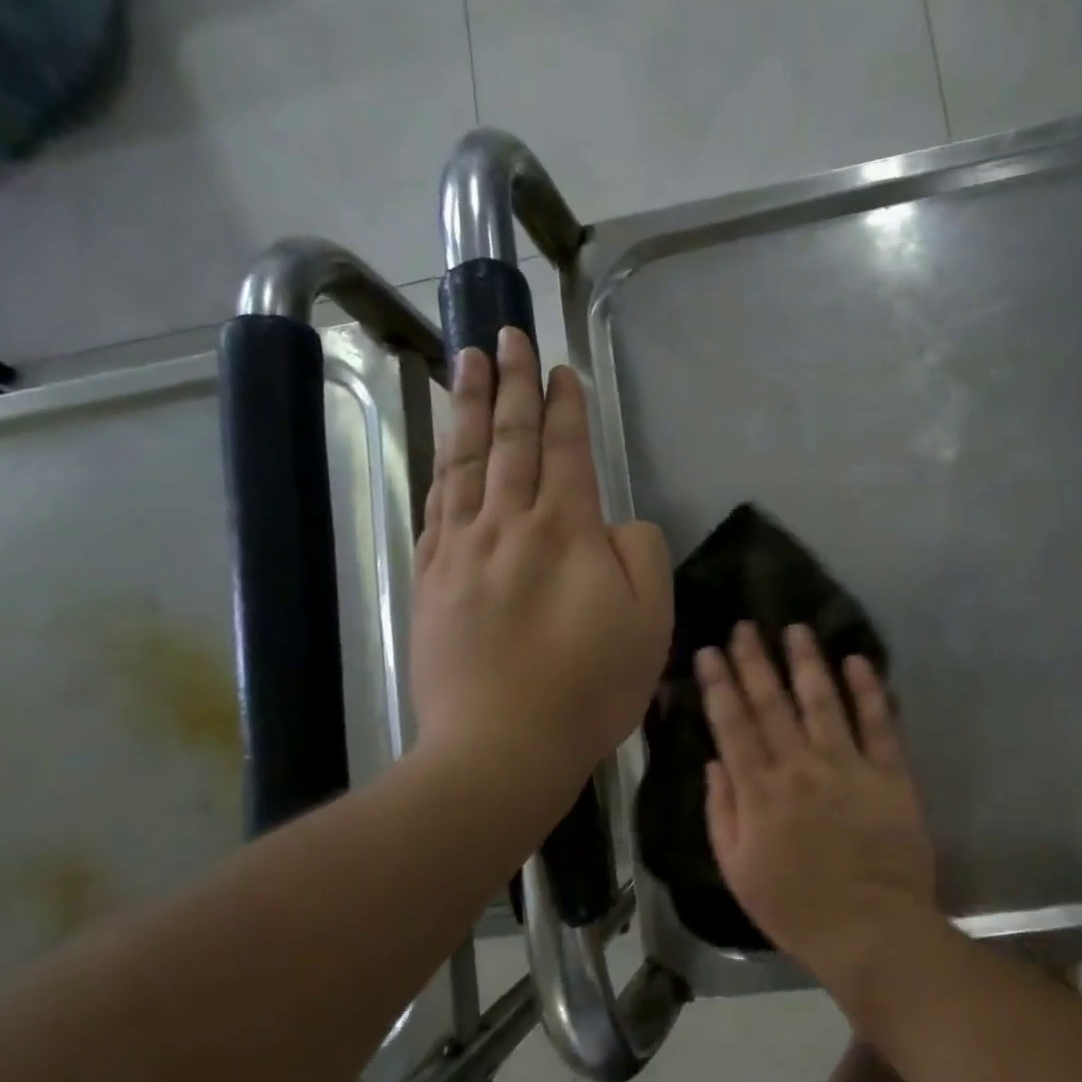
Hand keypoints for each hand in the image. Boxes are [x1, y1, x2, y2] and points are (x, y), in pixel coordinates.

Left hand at [410, 327, 671, 813]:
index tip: (562, 370)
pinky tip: (444, 449)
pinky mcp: (432, 581)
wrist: (501, 747)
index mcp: (566, 531)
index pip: (565, 451)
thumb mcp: (649, 622)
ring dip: (469, 408)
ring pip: (465, 462)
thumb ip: (641, 554)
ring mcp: (461, 551)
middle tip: (506, 335)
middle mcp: (508, 525)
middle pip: (510, 441)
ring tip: (465, 362)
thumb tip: (616, 523)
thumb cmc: (589, 688)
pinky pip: (435, 507)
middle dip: (513, 384)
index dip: (566, 407)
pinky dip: (441, 467)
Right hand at [697, 622, 939, 987]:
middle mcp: (799, 767)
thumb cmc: (796, 908)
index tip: (708, 651)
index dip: (718, 684)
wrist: (871, 931)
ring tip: (795, 628)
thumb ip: (722, 812)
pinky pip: (878, 723)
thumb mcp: (737, 870)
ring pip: (822, 701)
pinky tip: (857, 660)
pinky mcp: (888, 773)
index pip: (732, 725)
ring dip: (806, 661)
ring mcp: (846, 766)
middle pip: (771, 703)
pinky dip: (868, 689)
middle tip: (744, 625)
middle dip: (754, 660)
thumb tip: (715, 761)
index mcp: (758, 791)